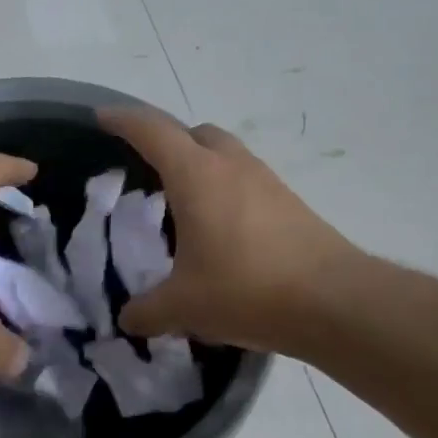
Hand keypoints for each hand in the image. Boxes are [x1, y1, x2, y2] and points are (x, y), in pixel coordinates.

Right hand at [100, 107, 362, 352]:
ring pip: (225, 154)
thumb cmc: (246, 290)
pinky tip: (219, 230)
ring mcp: (266, 181)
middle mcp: (231, 166)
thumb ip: (147, 311)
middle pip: (194, 133)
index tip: (101, 117)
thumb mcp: (183, 307)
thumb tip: (128, 319)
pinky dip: (224, 190)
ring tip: (182, 203)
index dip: (122, 120)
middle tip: (145, 167)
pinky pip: (246, 181)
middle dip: (166, 140)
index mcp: (196, 175)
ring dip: (200, 165)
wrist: (335, 302)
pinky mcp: (290, 203)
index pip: (151, 131)